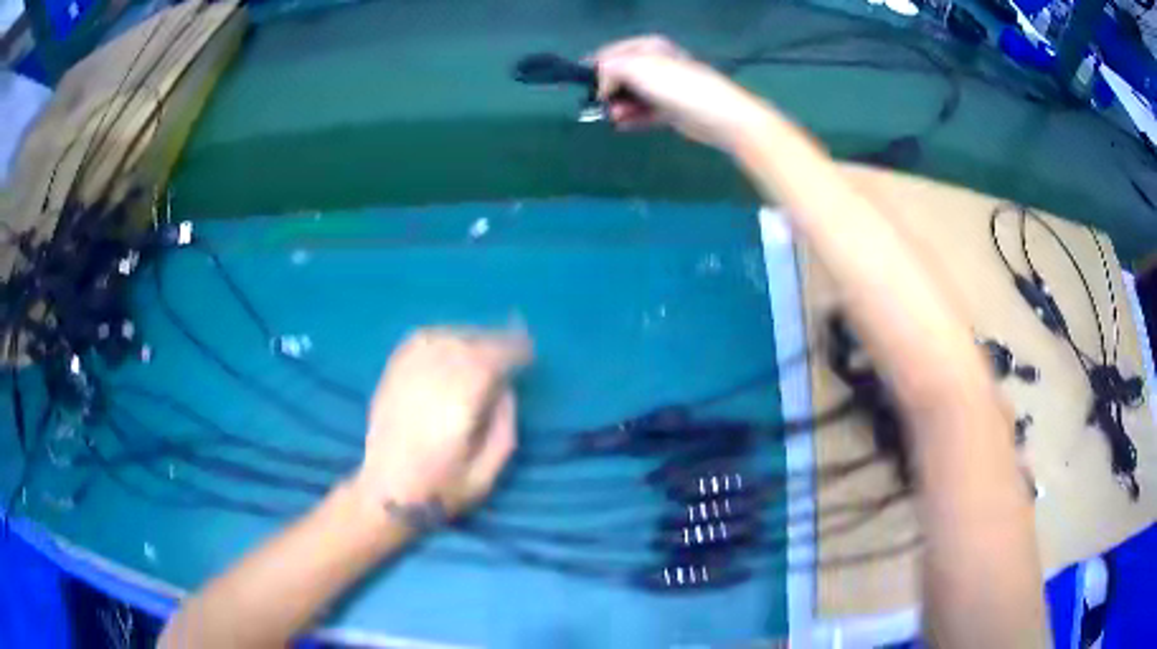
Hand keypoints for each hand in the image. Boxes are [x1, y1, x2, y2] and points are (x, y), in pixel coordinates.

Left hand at [353, 326, 531, 521]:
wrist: (385, 494)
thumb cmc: (440, 490)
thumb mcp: (487, 474)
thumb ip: (504, 428)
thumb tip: (507, 389)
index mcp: (458, 407)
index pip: (489, 361)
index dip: (512, 351)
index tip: (529, 352)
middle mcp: (430, 382)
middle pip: (467, 344)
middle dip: (495, 341)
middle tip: (514, 346)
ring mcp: (406, 376)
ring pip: (443, 338)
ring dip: (469, 335)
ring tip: (485, 344)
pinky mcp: (390, 377)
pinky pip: (416, 343)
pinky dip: (439, 336)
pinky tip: (450, 342)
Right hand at [592, 36, 769, 151]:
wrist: (719, 115)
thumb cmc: (677, 85)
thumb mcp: (636, 68)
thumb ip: (608, 70)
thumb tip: (599, 86)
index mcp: (648, 46)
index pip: (610, 53)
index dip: (595, 69)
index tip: (586, 87)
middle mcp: (656, 64)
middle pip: (619, 76)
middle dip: (607, 91)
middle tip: (599, 105)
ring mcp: (664, 88)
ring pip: (631, 96)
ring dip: (618, 107)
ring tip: (614, 118)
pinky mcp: (671, 110)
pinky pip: (643, 113)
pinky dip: (631, 119)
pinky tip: (620, 126)